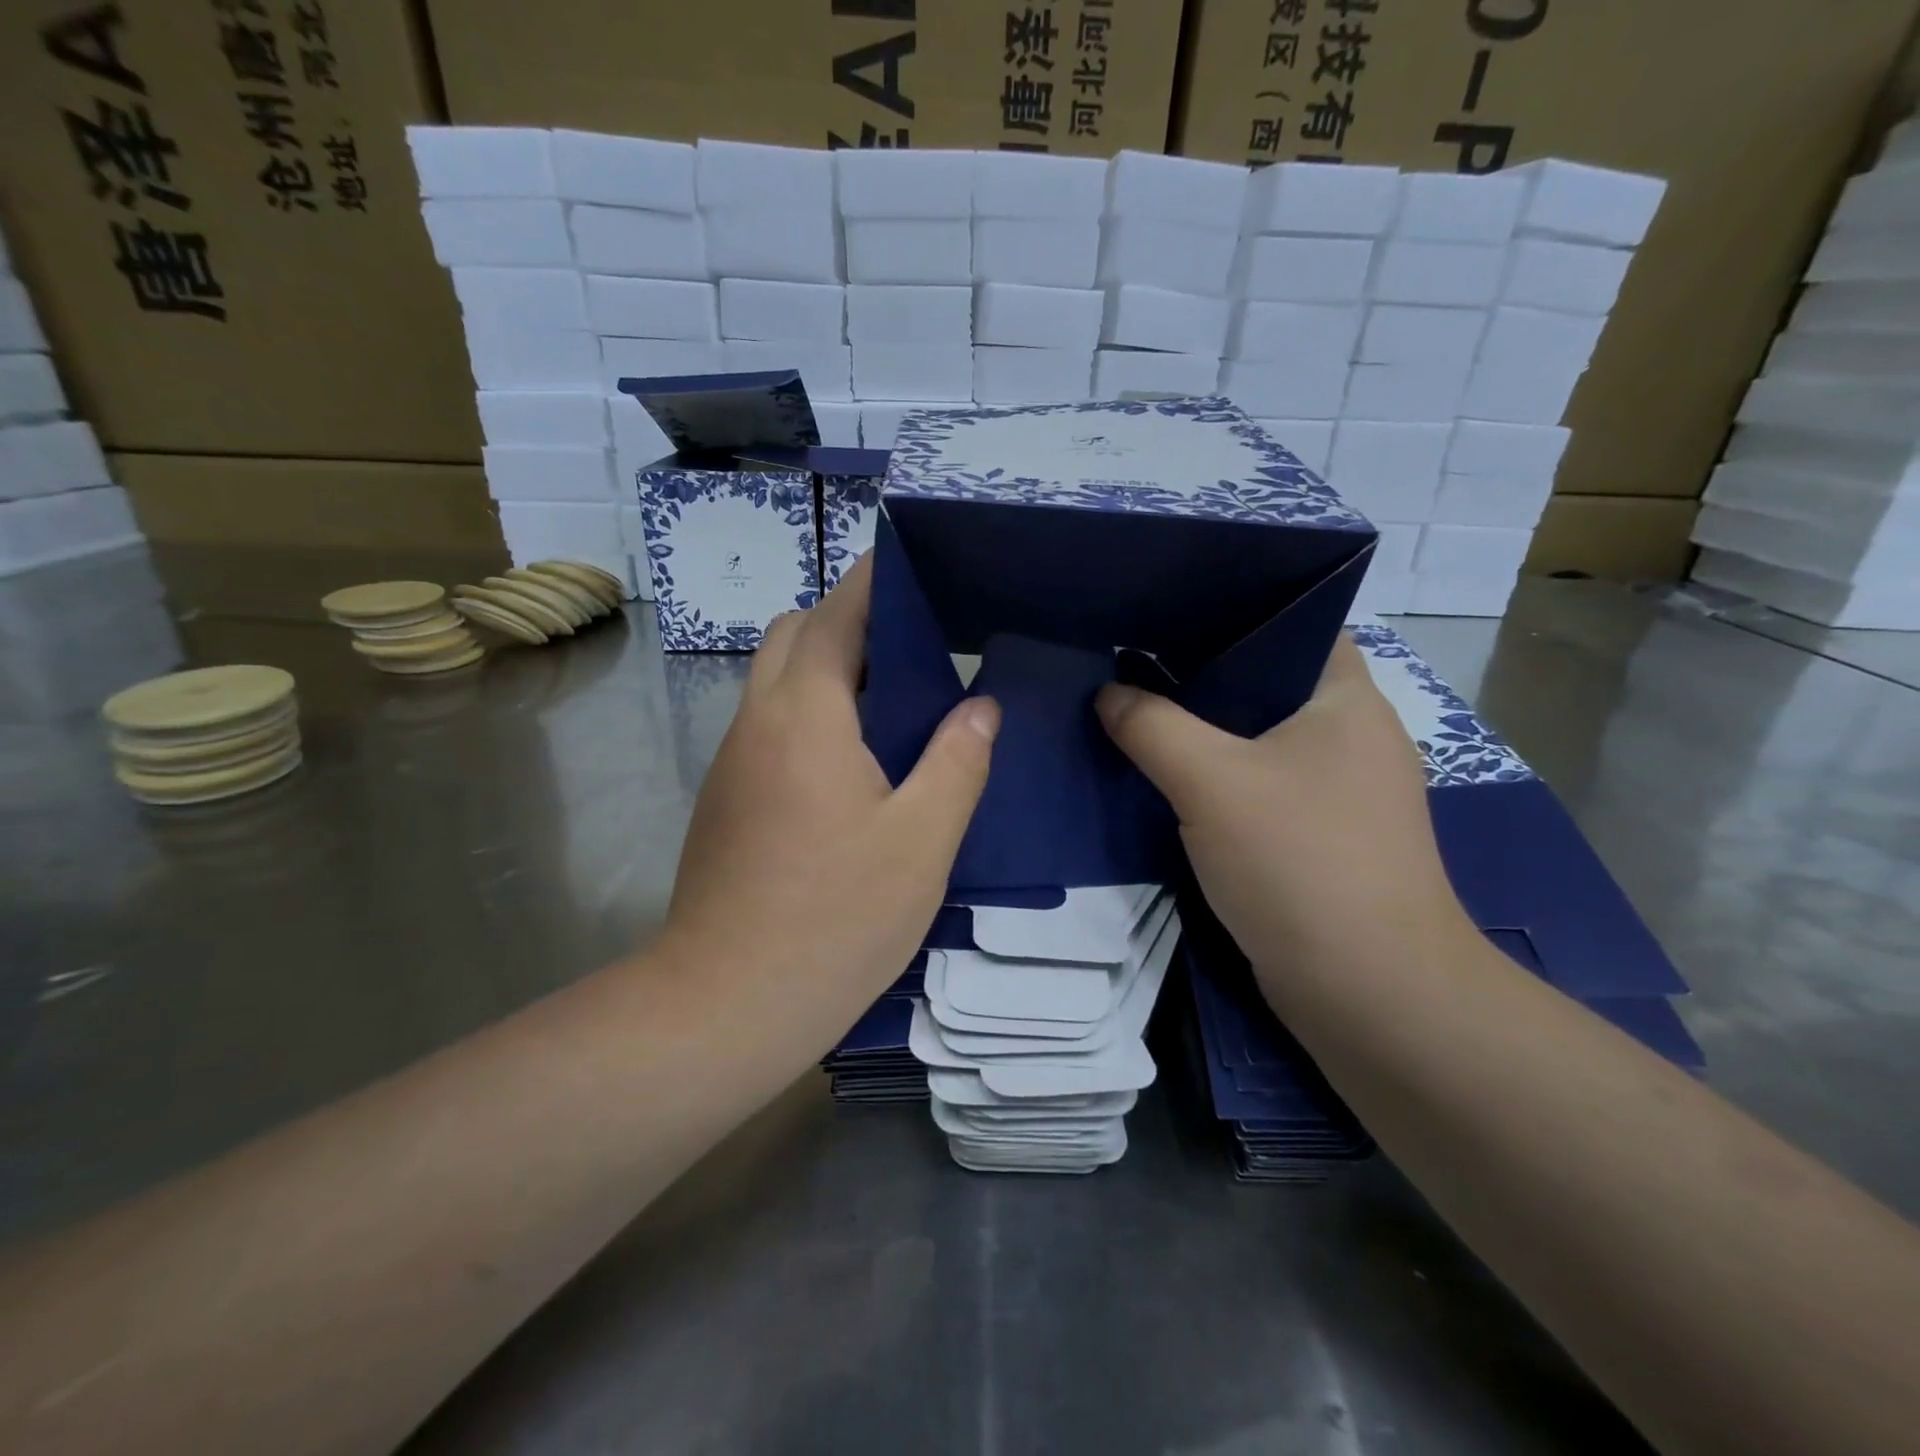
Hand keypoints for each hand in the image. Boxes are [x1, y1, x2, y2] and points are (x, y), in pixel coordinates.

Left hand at [660, 556, 1000, 1035]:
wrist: (727, 1003)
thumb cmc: (836, 917)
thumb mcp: (921, 840)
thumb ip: (958, 761)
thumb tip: (979, 706)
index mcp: (806, 715)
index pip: (835, 615)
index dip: (871, 582)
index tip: (912, 566)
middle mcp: (757, 722)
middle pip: (794, 636)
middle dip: (847, 623)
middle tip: (914, 652)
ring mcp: (732, 762)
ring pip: (776, 682)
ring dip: (828, 671)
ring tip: (895, 704)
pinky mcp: (725, 800)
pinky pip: (769, 727)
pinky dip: (810, 715)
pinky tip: (854, 765)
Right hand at [1096, 634, 1469, 995]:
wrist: (1369, 991)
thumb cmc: (1300, 860)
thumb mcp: (1211, 781)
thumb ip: (1151, 727)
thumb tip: (1108, 694)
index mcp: (1347, 699)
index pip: (1292, 626)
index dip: (1230, 614)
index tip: (1164, 615)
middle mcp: (1352, 736)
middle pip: (1265, 685)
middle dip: (1198, 678)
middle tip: (1130, 665)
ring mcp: (1339, 792)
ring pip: (1257, 741)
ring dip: (1202, 735)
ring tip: (1135, 713)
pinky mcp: (1319, 839)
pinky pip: (1257, 789)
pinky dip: (1216, 782)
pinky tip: (1167, 782)